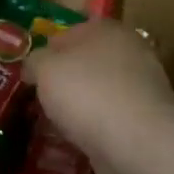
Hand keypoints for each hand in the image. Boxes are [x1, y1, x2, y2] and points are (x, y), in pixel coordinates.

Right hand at [25, 20, 173, 173]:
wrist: (136, 143)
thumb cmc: (86, 92)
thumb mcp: (45, 67)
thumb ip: (35, 61)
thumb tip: (34, 67)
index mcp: (108, 30)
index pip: (71, 32)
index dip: (47, 50)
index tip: (29, 73)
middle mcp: (129, 54)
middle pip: (87, 64)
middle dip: (64, 81)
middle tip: (38, 100)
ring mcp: (140, 90)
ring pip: (99, 94)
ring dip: (79, 108)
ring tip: (53, 126)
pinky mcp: (144, 124)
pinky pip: (109, 122)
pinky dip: (93, 131)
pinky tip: (76, 143)